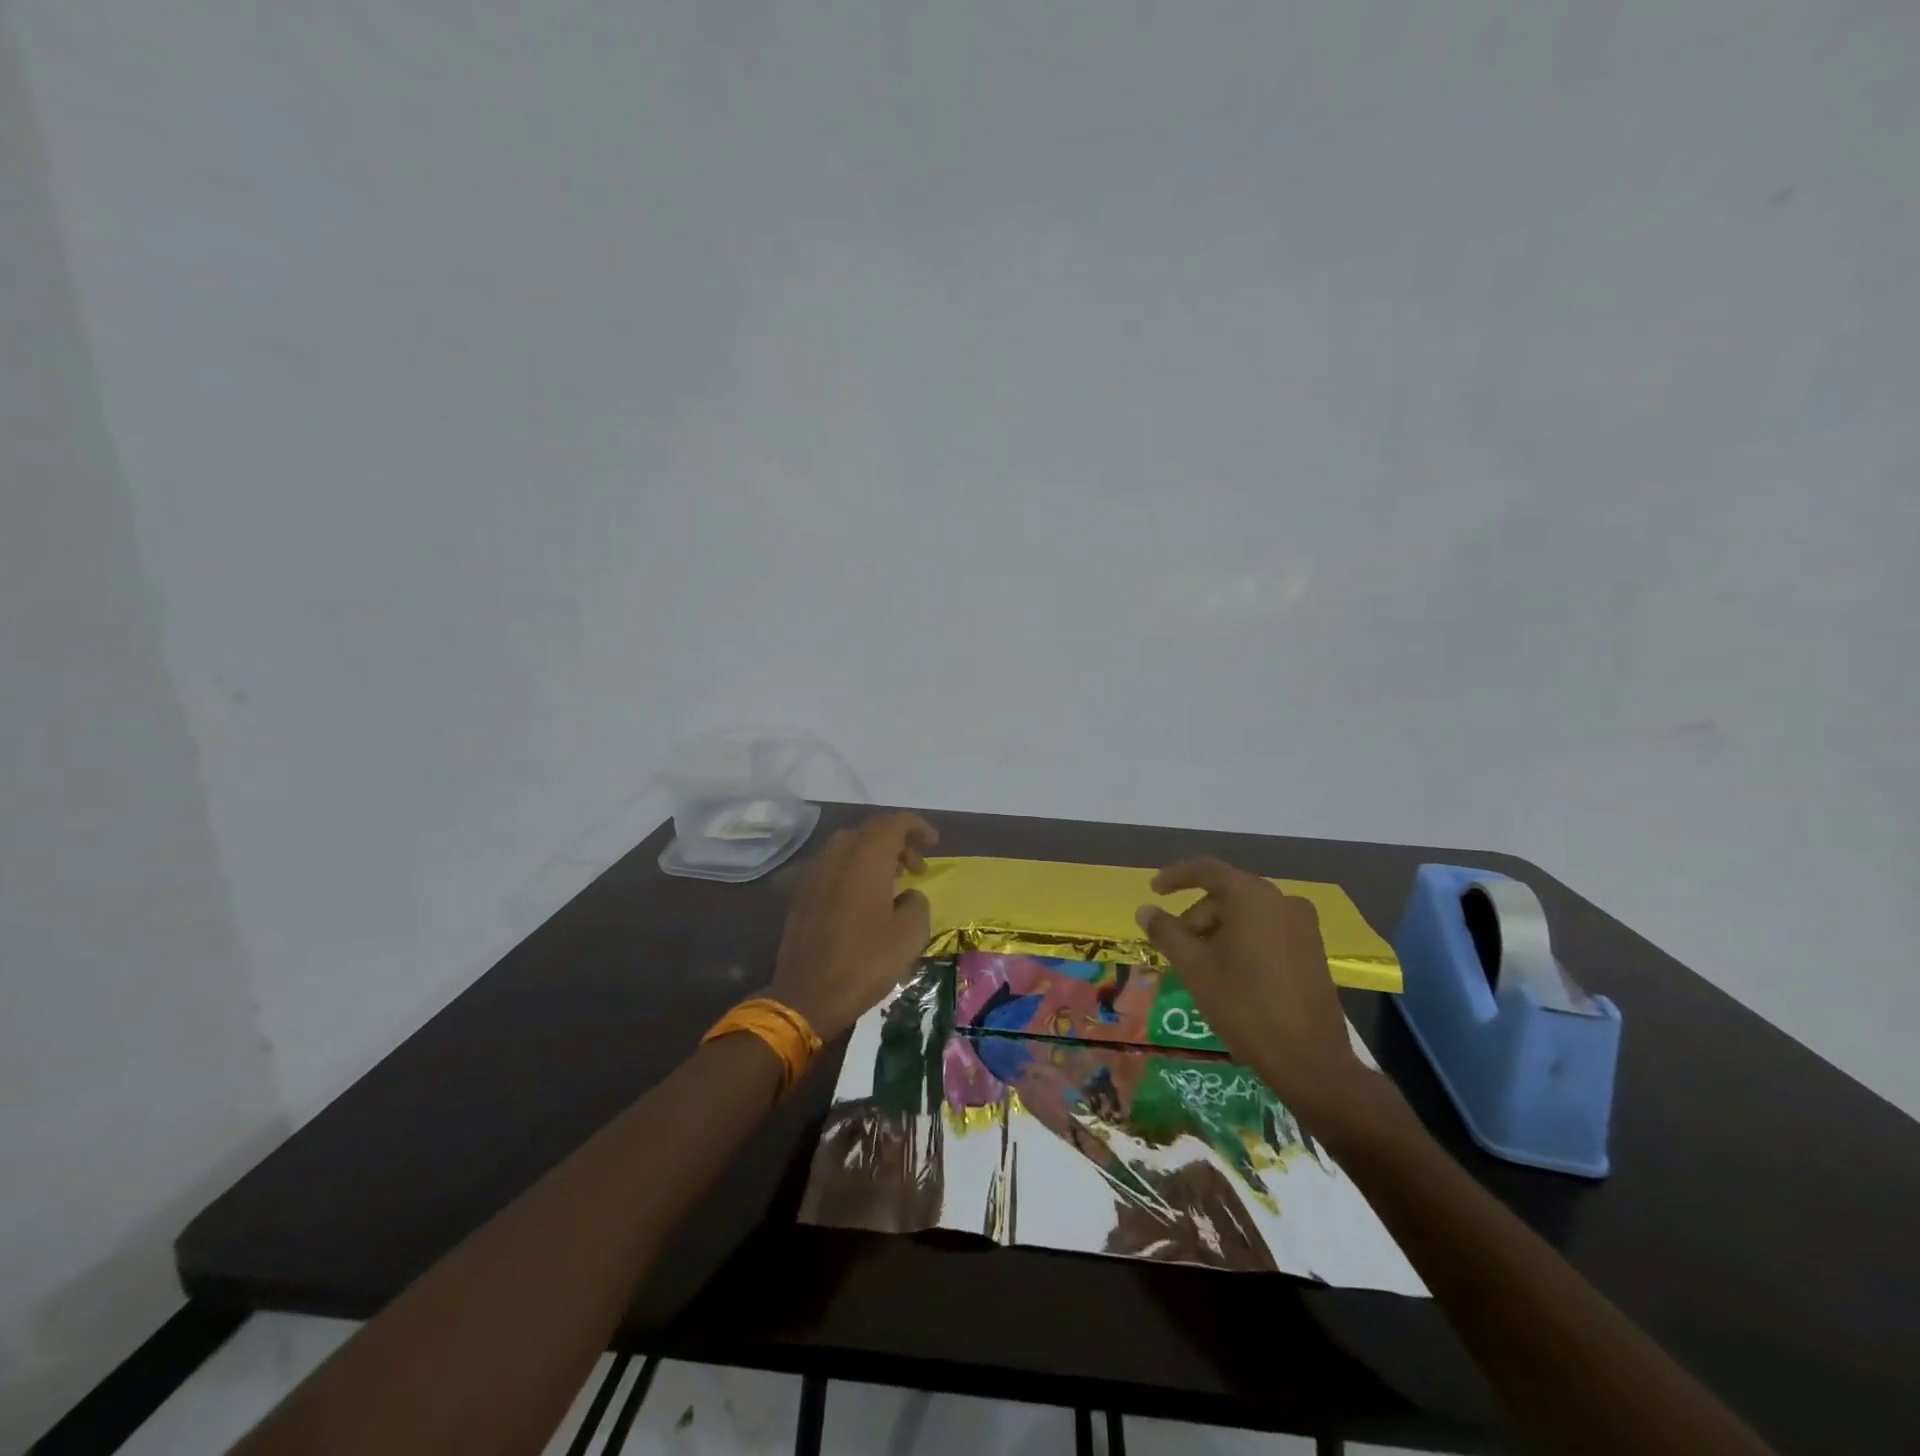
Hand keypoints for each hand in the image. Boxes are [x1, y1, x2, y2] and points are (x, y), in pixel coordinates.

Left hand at [770, 812, 938, 1040]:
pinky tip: (865, 900)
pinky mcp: (803, 894)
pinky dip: (855, 871)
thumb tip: (908, 896)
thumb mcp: (909, 935)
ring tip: (893, 882)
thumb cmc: (865, 962)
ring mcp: (815, 874)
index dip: (918, 827)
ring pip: (850, 847)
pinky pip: (834, 867)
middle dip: (898, 841)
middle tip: (917, 867)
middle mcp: (838, 856)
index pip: (894, 822)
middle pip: (871, 831)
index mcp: (866, 858)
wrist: (807, 995)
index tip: (935, 844)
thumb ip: (917, 903)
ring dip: (875, 856)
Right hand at [1135, 857, 1372, 1127]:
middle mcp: (1282, 900)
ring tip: (1200, 966)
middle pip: (1226, 894)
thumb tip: (1145, 909)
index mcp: (1252, 896)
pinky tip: (1230, 972)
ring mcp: (1303, 925)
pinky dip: (1242, 940)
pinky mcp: (1313, 949)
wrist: (1310, 1059)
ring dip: (1218, 931)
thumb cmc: (1244, 1005)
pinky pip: (1267, 930)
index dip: (1175, 877)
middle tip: (1175, 948)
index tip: (1153, 890)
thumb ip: (1166, 932)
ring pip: (1246, 914)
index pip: (1206, 870)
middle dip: (1196, 916)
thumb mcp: (1194, 968)